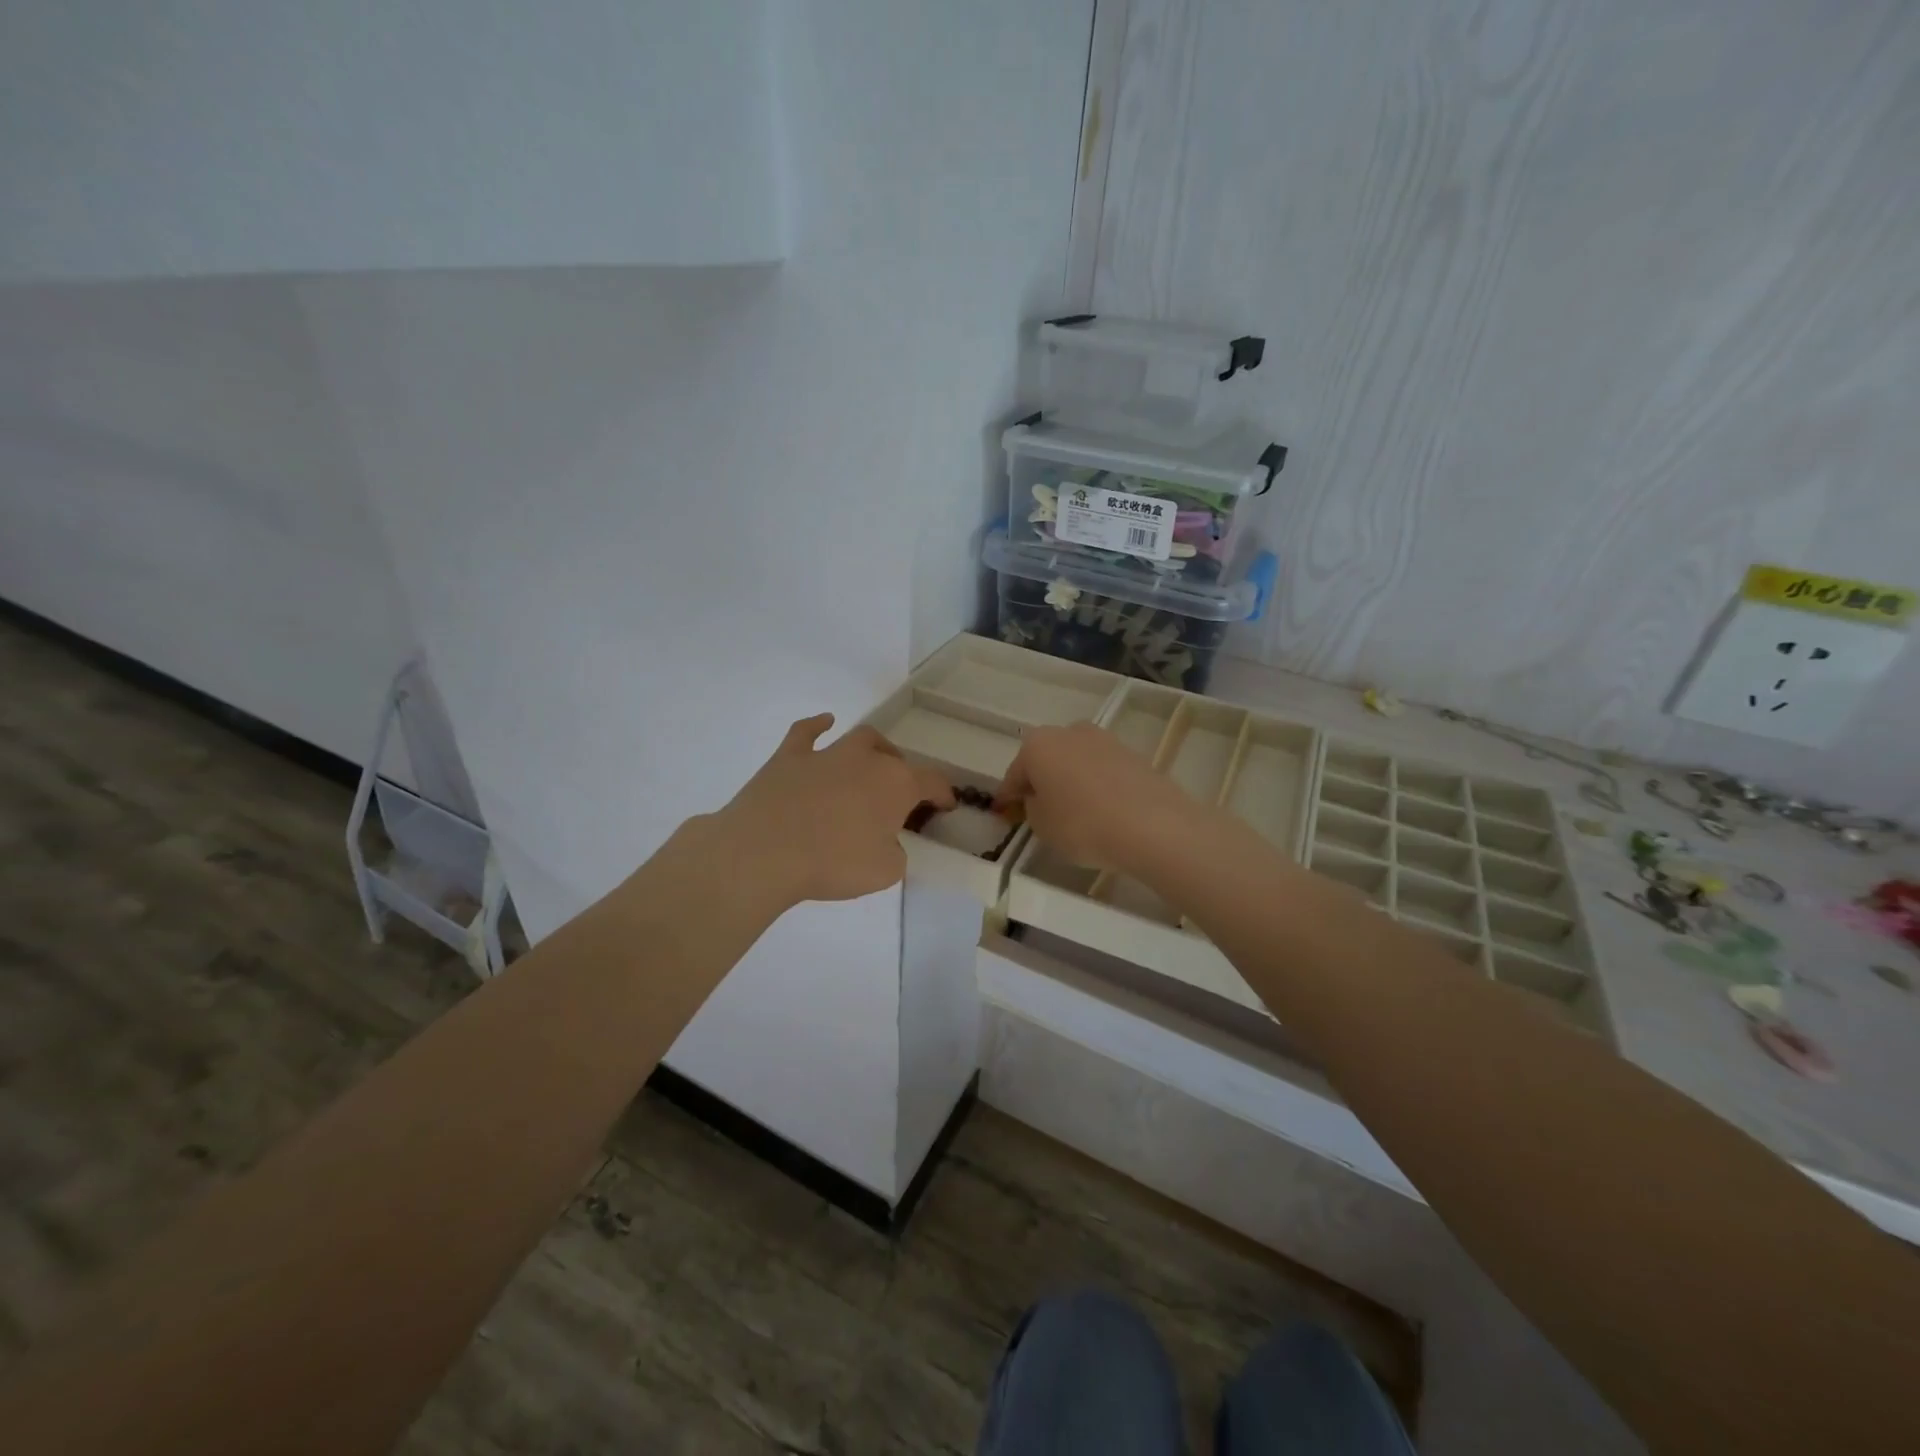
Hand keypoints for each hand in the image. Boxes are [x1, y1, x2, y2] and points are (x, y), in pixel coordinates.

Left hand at [714, 714, 954, 904]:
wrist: (764, 852)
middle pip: (895, 759)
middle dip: (903, 776)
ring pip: (860, 739)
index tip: (946, 807)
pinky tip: (824, 723)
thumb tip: (887, 843)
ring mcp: (826, 753)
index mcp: (896, 784)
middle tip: (897, 800)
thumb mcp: (884, 872)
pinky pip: (807, 732)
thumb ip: (895, 853)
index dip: (943, 795)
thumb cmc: (832, 863)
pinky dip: (817, 726)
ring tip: (872, 763)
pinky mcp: (789, 757)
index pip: (932, 782)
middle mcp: (866, 760)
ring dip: (872, 750)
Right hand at [994, 722, 1207, 875]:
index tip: (1004, 813)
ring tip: (1074, 811)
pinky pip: (1103, 771)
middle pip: (1047, 759)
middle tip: (1040, 809)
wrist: (1154, 826)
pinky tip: (1102, 809)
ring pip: (1076, 762)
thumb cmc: (1083, 825)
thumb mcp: (1042, 826)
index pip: (1014, 774)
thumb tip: (1042, 798)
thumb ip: (1033, 808)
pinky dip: (1097, 785)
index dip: (1008, 796)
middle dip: (1041, 781)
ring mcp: (1105, 740)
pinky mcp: (1134, 754)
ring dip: (1071, 780)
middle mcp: (1070, 731)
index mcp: (1038, 744)